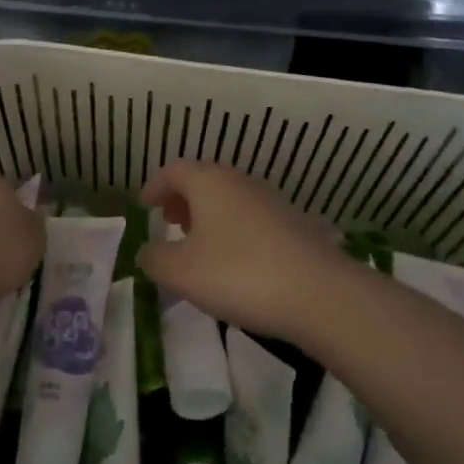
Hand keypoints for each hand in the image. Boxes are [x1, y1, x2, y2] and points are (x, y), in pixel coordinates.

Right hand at [138, 160, 350, 344]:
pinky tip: (237, 261)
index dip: (155, 186)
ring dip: (210, 215)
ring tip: (200, 245)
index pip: (174, 170)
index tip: (145, 206)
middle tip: (170, 222)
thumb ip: (155, 258)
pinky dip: (235, 230)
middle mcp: (240, 182)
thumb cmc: (239, 274)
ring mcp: (272, 201)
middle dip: (183, 199)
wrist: (319, 293)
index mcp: (209, 182)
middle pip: (204, 180)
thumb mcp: (182, 272)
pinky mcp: (294, 224)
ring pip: (230, 198)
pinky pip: (252, 218)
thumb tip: (147, 251)